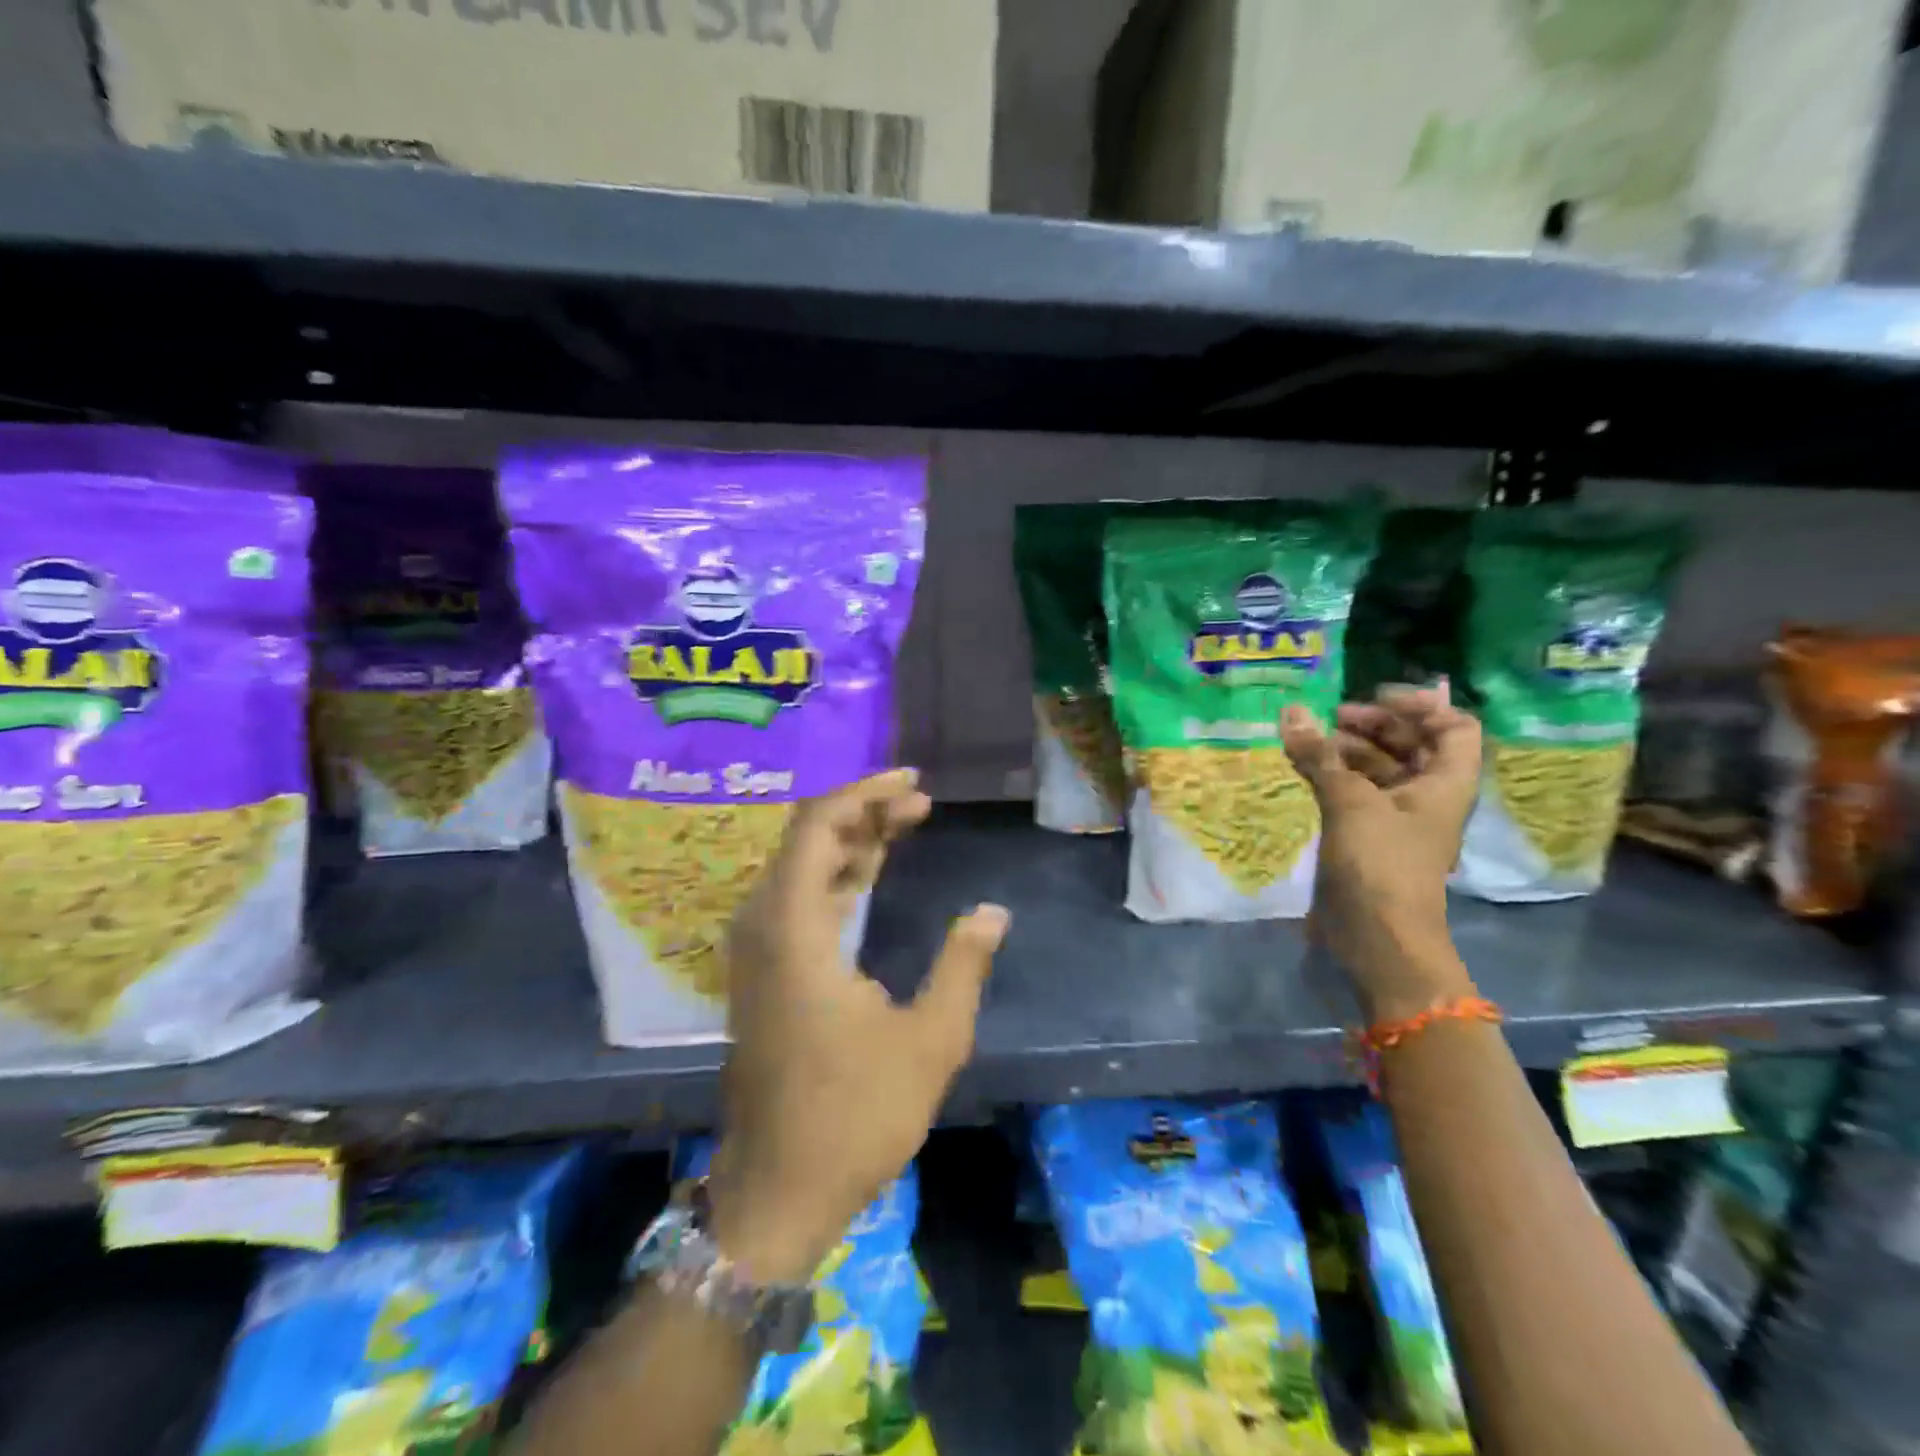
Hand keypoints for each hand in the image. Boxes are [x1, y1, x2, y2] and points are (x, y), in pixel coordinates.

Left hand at [710, 769, 1009, 1284]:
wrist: (778, 1192)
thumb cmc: (854, 1116)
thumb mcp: (929, 1041)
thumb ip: (962, 966)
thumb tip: (993, 912)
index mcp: (794, 931)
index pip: (817, 827)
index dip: (864, 794)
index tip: (913, 785)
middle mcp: (764, 928)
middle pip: (806, 839)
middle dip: (863, 812)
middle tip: (919, 805)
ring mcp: (757, 953)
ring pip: (800, 868)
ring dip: (850, 842)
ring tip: (905, 827)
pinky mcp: (763, 974)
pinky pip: (796, 900)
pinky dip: (835, 877)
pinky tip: (871, 875)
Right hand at [1281, 684, 1480, 1020]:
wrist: (1378, 939)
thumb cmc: (1381, 864)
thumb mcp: (1351, 803)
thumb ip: (1321, 756)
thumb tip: (1292, 712)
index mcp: (1446, 784)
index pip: (1454, 727)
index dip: (1420, 706)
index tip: (1373, 696)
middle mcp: (1428, 797)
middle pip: (1412, 745)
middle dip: (1374, 725)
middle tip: (1330, 717)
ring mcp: (1397, 820)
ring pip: (1379, 770)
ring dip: (1348, 750)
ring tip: (1308, 742)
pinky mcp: (1368, 839)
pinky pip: (1355, 794)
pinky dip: (1333, 777)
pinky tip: (1303, 770)